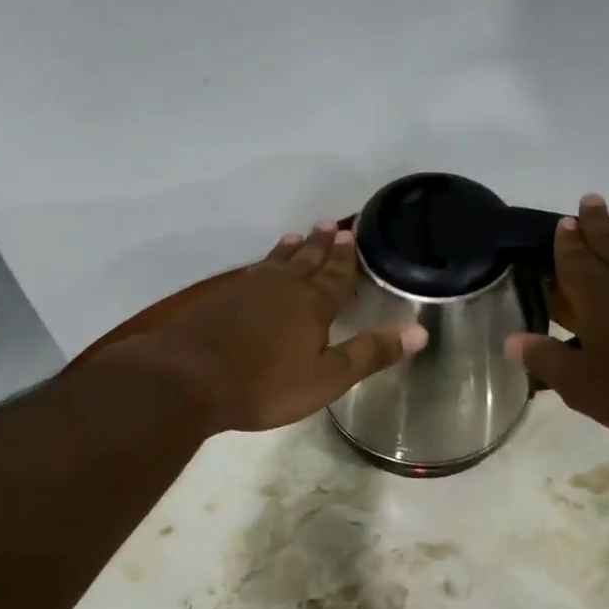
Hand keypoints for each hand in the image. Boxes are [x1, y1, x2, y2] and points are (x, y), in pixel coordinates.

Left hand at [112, 221, 427, 433]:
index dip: (347, 258)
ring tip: (298, 235)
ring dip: (291, 249)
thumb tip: (420, 331)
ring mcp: (247, 291)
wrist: (188, 379)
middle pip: (307, 261)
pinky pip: (251, 273)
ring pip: (276, 262)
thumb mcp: (326, 378)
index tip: (353, 234)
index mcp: (313, 305)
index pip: (337, 276)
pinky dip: (262, 265)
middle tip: (331, 224)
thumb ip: (370, 354)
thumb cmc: (265, 384)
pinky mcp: (219, 300)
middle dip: (321, 245)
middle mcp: (282, 288)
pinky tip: (258, 269)